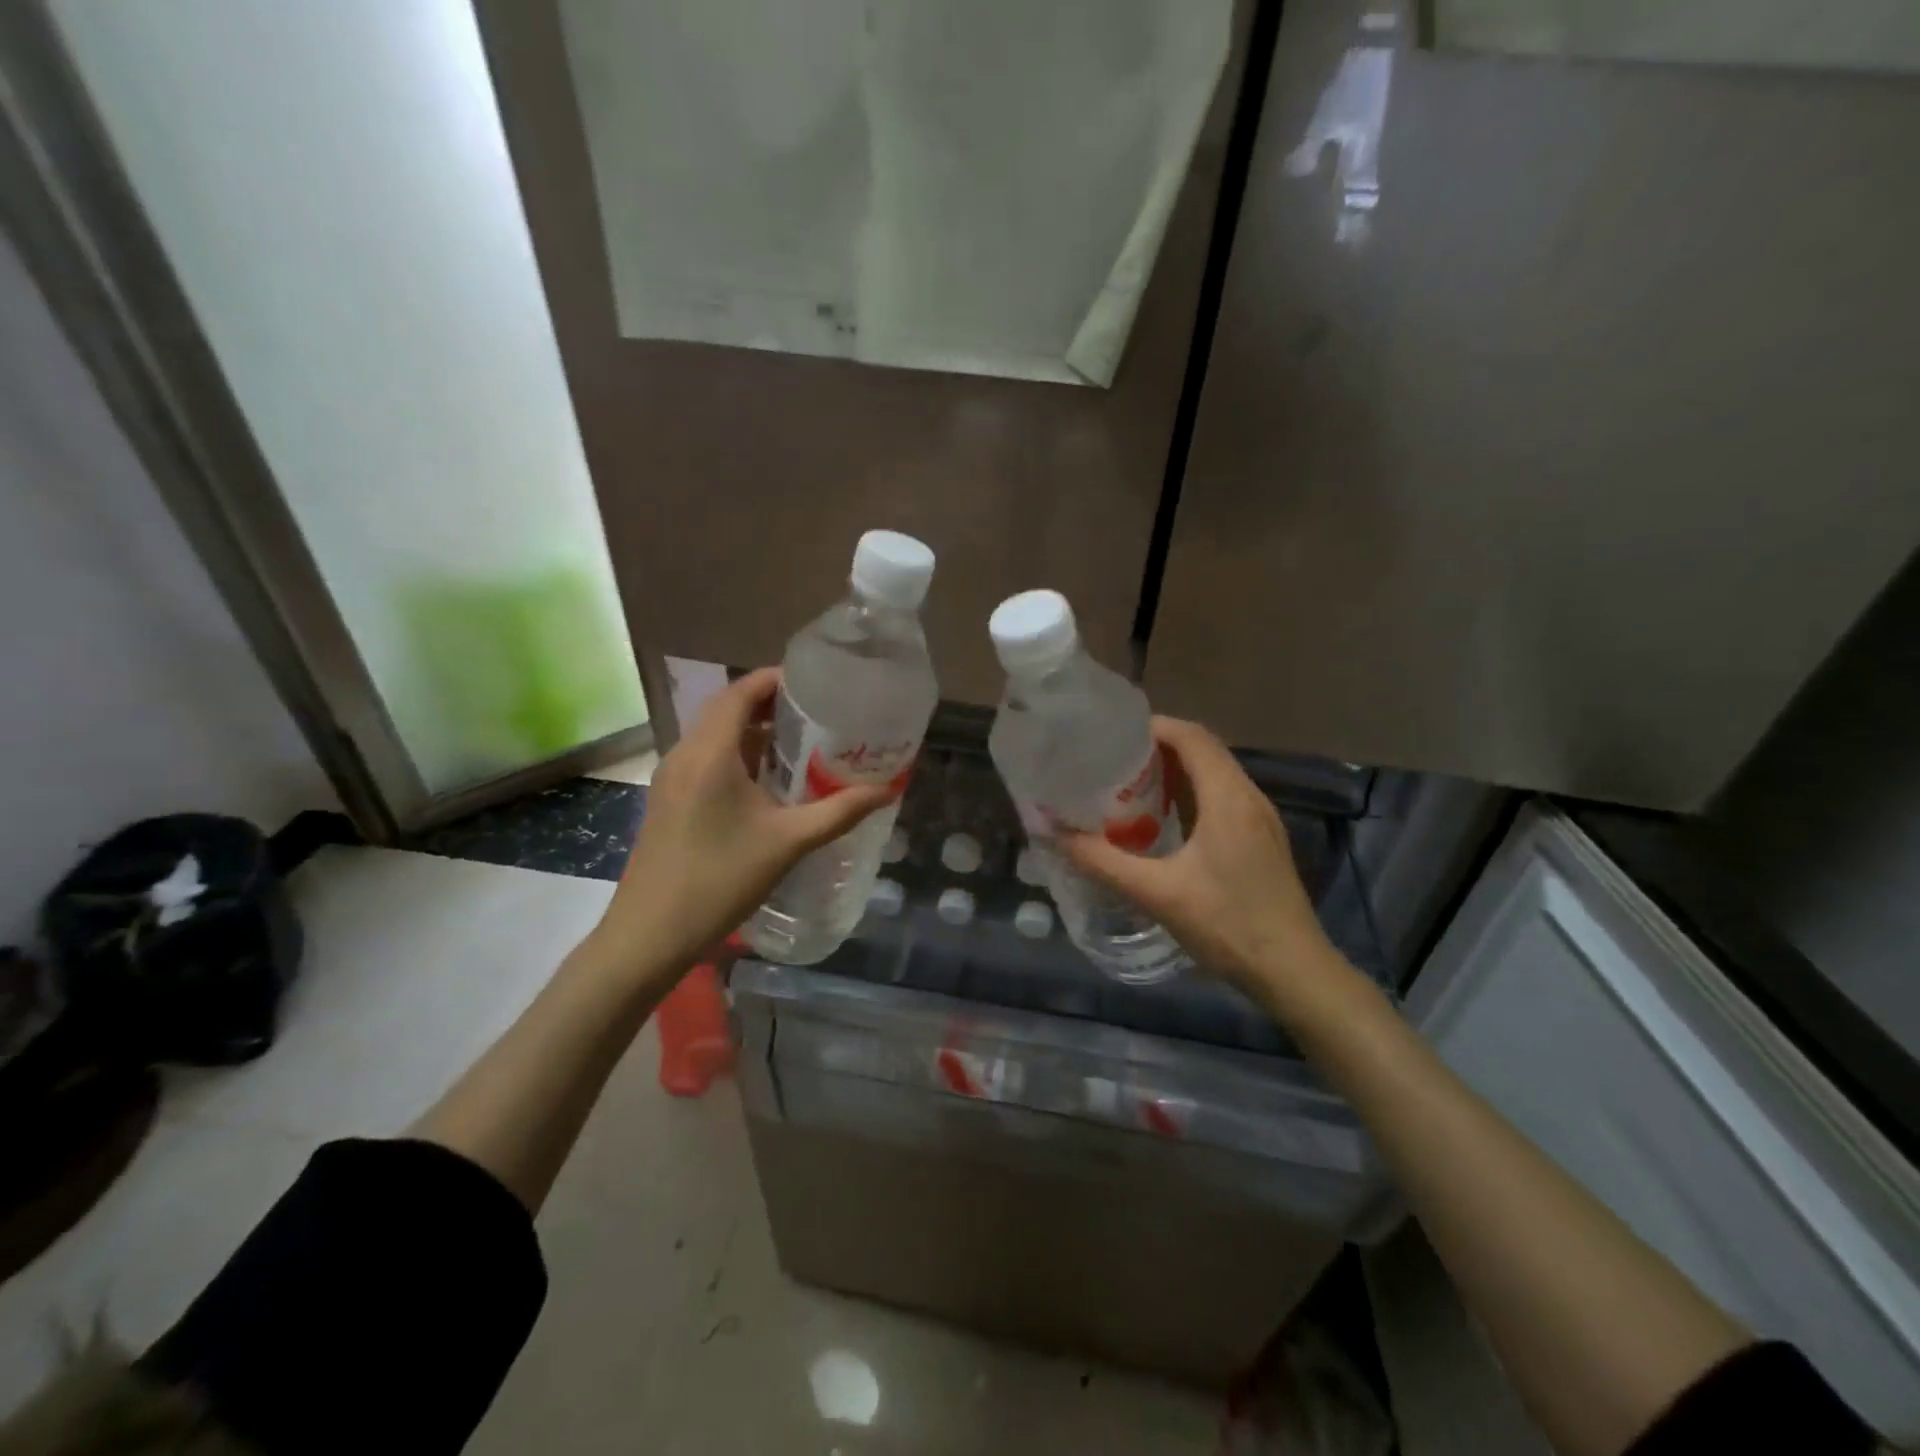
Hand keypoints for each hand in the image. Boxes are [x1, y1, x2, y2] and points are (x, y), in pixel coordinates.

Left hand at [594, 668, 893, 983]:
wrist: (649, 935)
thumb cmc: (719, 880)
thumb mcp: (788, 843)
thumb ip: (839, 812)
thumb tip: (886, 790)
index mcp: (710, 753)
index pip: (741, 692)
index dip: (776, 679)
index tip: (817, 683)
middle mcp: (685, 755)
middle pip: (727, 709)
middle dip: (771, 704)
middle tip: (818, 713)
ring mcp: (671, 779)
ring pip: (715, 737)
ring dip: (754, 732)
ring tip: (802, 744)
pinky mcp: (668, 801)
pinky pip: (706, 760)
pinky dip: (738, 757)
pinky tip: (768, 784)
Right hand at [1059, 718, 1339, 1006]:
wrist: (1294, 971)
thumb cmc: (1228, 925)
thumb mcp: (1157, 894)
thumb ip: (1103, 862)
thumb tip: (1055, 834)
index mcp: (1228, 798)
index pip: (1192, 737)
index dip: (1153, 727)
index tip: (1111, 736)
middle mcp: (1249, 797)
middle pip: (1203, 751)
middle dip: (1157, 748)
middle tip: (1112, 762)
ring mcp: (1260, 819)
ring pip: (1215, 775)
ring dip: (1174, 772)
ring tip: (1129, 786)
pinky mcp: (1262, 840)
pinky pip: (1223, 798)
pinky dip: (1191, 794)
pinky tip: (1163, 822)